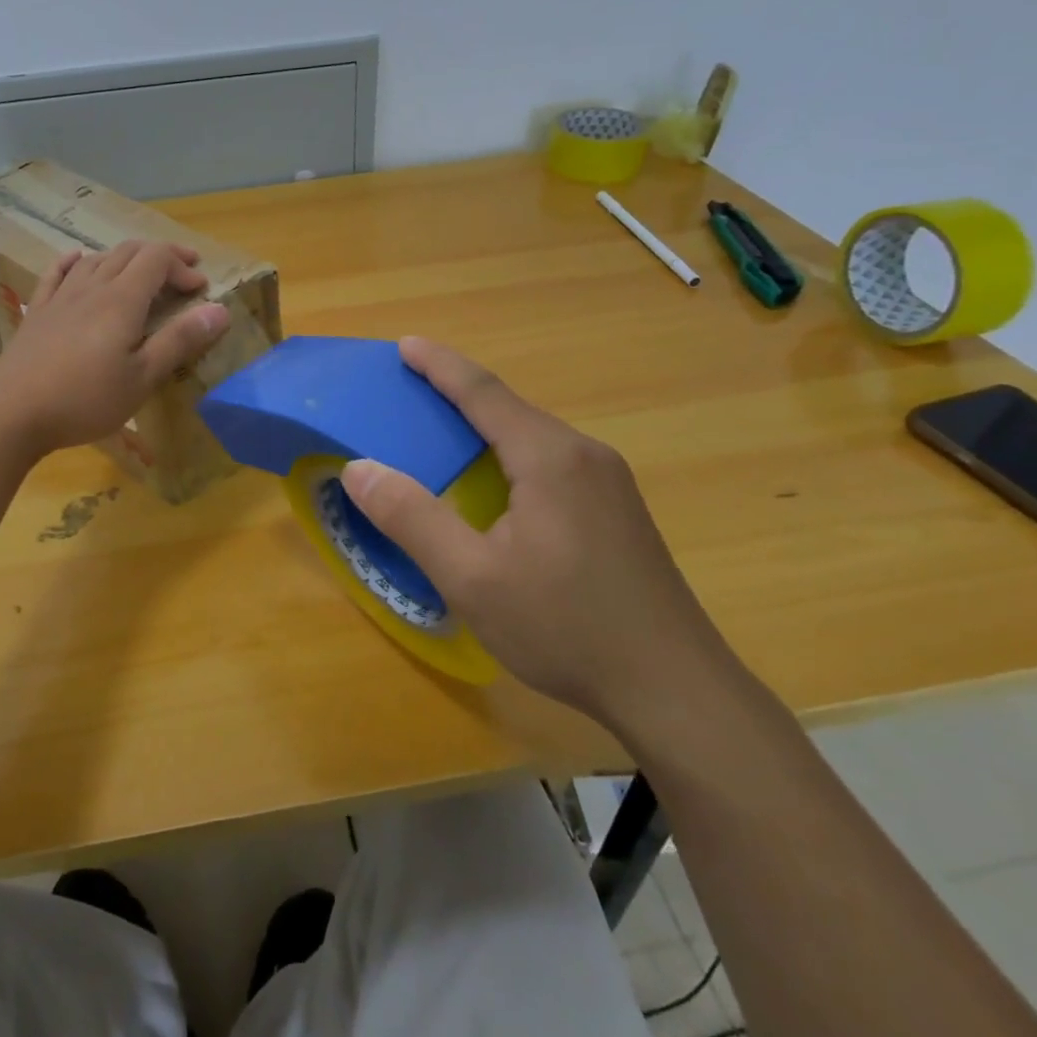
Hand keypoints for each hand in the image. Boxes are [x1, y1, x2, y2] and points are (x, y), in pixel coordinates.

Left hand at [0, 240, 230, 454]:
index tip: (201, 289)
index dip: (182, 266)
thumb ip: (180, 341)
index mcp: (121, 300)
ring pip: (97, 259)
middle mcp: (91, 287)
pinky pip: (57, 273)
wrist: (12, 413)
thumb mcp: (142, 378)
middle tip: (183, 273)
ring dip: (126, 258)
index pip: (157, 259)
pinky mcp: (38, 312)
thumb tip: (220, 310)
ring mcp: (60, 297)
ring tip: (141, 274)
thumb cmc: (85, 400)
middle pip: (129, 252)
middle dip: (161, 257)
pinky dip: (75, 261)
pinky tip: (77, 260)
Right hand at [339, 337, 736, 734]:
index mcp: (549, 457)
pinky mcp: (618, 511)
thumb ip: (411, 518)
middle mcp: (584, 455)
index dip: (439, 365)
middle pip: (510, 408)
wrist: (678, 692)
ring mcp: (610, 483)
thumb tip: (358, 469)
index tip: (404, 344)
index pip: (483, 392)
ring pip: (533, 436)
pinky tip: (497, 482)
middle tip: (411, 388)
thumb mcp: (471, 577)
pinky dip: (510, 453)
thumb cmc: (566, 628)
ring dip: (486, 425)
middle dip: (458, 392)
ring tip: (445, 430)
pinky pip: (552, 462)